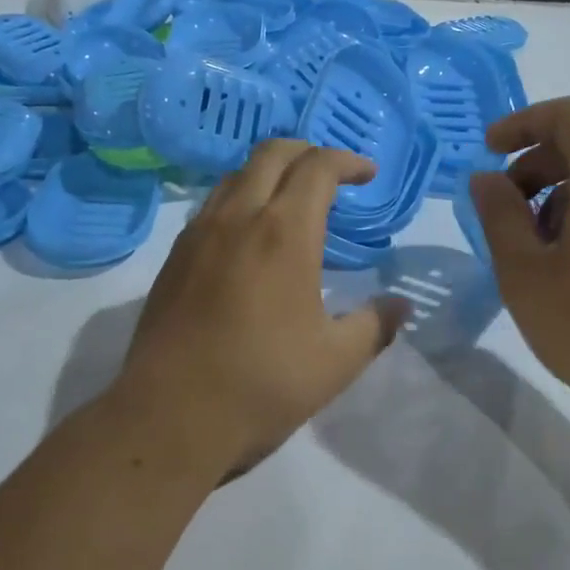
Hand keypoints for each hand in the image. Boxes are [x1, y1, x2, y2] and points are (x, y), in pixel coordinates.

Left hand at [113, 141, 407, 476]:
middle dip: (308, 151)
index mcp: (284, 233)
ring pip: (235, 175)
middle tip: (332, 175)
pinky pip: (210, 205)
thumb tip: (400, 306)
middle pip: (272, 153)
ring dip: (269, 172)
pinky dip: (239, 198)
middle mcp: (238, 218)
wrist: (170, 417)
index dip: (347, 161)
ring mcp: (198, 234)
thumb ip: (374, 326)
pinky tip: (248, 236)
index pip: (318, 167)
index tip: (368, 175)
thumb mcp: (335, 362)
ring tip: (291, 200)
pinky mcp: (174, 257)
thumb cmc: (262, 385)